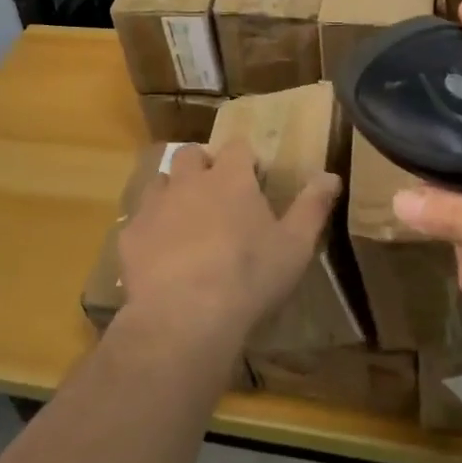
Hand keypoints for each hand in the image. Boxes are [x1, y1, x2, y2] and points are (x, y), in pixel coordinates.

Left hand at [117, 142, 340, 358]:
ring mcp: (155, 205)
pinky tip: (159, 255)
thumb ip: (312, 206)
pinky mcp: (130, 235)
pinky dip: (149, 230)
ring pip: (160, 181)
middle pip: (191, 154)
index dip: (244, 158)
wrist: (185, 316)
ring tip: (184, 221)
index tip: (253, 177)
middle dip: (202, 165)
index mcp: (230, 178)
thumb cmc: (250, 276)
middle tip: (215, 194)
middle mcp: (189, 181)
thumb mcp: (295, 245)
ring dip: (172, 192)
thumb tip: (331, 175)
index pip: (237, 147)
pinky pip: (138, 221)